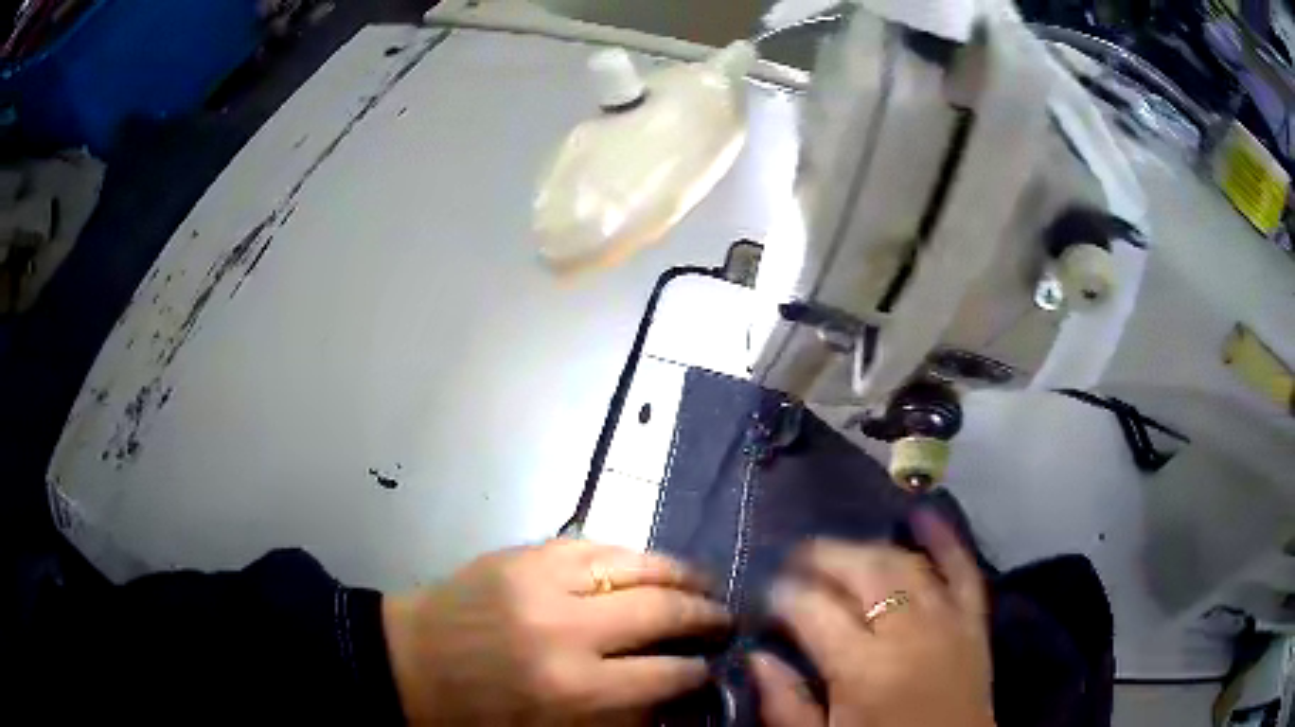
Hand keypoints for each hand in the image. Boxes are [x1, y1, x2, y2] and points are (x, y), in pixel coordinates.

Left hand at [382, 539, 729, 724]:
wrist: (404, 661)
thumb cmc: (474, 712)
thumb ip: (616, 714)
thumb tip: (670, 694)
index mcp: (571, 688)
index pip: (666, 675)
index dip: (699, 672)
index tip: (713, 669)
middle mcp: (567, 628)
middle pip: (662, 612)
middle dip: (705, 616)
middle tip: (725, 619)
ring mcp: (543, 580)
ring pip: (636, 564)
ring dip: (680, 575)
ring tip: (702, 584)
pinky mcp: (522, 553)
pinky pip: (594, 544)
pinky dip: (630, 554)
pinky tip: (648, 563)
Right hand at [752, 511, 994, 726]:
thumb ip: (785, 703)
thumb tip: (756, 657)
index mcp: (862, 668)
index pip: (813, 609)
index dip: (783, 595)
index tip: (767, 597)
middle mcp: (908, 631)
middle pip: (861, 571)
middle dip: (821, 557)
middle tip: (794, 562)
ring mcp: (948, 620)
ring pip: (904, 562)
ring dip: (868, 548)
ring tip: (840, 553)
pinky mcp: (974, 621)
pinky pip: (962, 568)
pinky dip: (945, 539)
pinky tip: (923, 514)